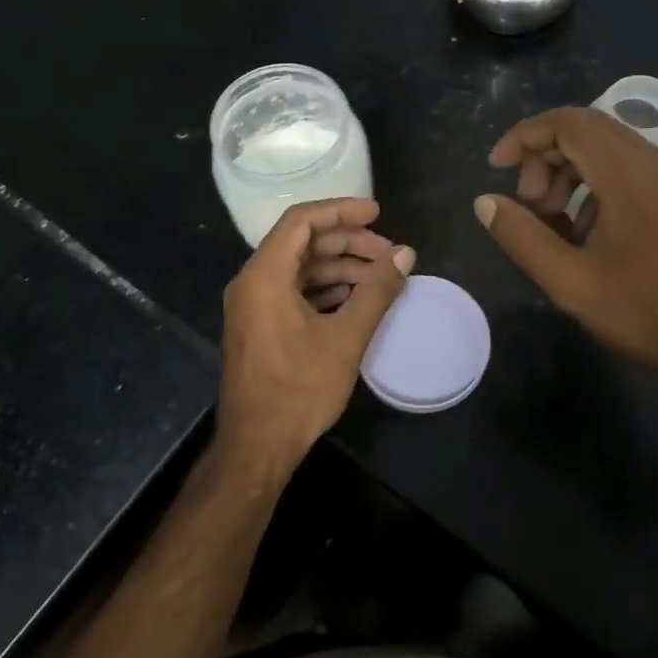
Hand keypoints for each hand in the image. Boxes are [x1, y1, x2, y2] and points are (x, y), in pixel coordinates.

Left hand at [217, 198, 414, 478]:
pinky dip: (325, 290)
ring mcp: (253, 306)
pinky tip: (356, 300)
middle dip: (348, 243)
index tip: (378, 214)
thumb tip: (405, 255)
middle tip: (388, 254)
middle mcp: (252, 282)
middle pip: (302, 243)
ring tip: (380, 278)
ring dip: (339, 268)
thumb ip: (376, 291)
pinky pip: (293, 292)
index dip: (342, 211)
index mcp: (265, 275)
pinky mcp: (260, 326)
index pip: (302, 221)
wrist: (257, 446)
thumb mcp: (346, 337)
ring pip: (299, 269)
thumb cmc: (299, 389)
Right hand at [475, 107, 657, 384]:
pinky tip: (584, 234)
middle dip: (543, 159)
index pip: (567, 122)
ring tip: (552, 223)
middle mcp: (652, 162)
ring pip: (605, 151)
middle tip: (528, 206)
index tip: (497, 169)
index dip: (524, 137)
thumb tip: (486, 203)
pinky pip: (625, 172)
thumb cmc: (649, 310)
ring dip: (567, 174)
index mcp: (626, 172)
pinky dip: (593, 188)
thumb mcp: (572, 281)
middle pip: (584, 131)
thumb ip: (523, 237)